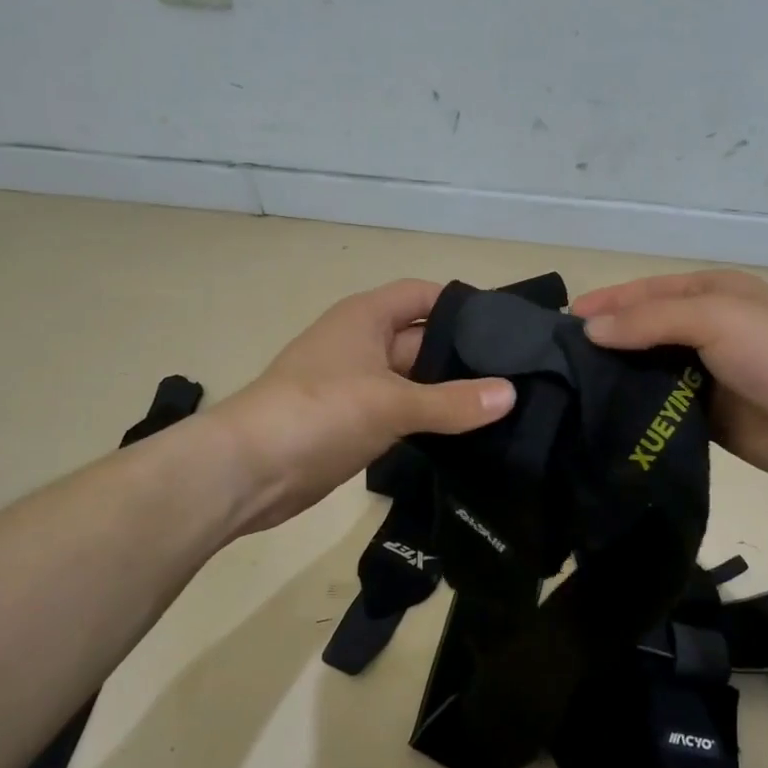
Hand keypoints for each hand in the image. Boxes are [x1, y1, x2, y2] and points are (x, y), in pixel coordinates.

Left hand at [208, 280, 515, 533]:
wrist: (248, 471)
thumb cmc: (319, 413)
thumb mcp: (392, 402)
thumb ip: (453, 401)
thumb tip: (510, 393)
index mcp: (366, 318)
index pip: (424, 296)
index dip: (463, 306)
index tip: (508, 328)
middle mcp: (363, 344)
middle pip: (423, 340)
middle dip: (463, 356)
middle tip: (519, 375)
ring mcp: (357, 386)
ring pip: (415, 381)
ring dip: (449, 393)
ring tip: (503, 406)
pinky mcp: (355, 423)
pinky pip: (402, 413)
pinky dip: (430, 420)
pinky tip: (467, 433)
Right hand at [573, 270, 767, 488]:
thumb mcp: (715, 317)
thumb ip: (650, 321)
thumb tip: (590, 331)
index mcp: (710, 295)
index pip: (644, 294)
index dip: (605, 304)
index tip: (562, 323)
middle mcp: (704, 332)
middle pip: (641, 334)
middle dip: (604, 344)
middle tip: (556, 364)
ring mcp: (705, 378)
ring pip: (647, 374)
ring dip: (615, 381)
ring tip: (568, 394)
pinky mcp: (706, 419)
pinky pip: (661, 411)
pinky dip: (635, 413)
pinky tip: (601, 422)